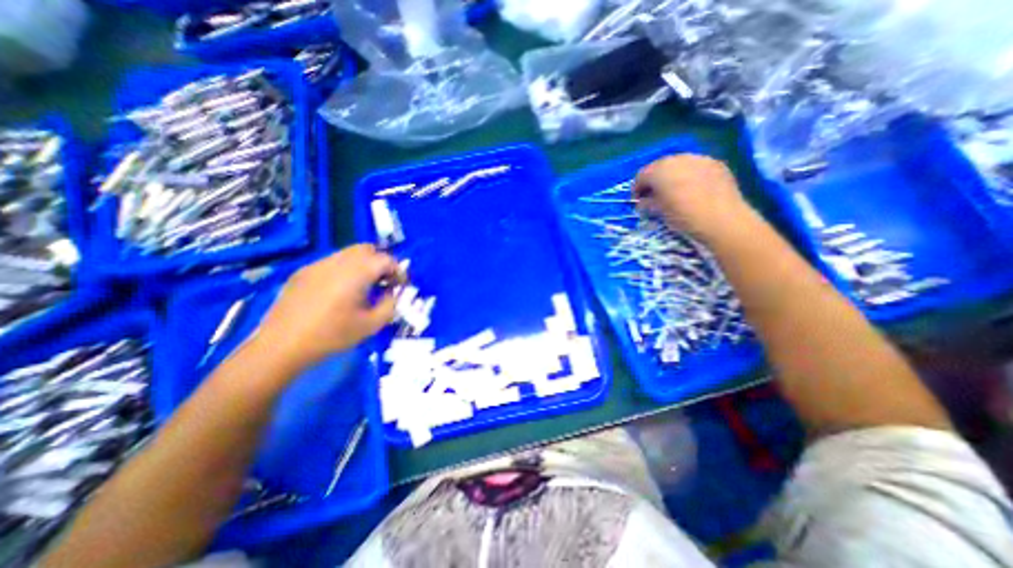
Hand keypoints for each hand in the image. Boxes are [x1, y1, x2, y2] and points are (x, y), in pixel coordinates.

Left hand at [253, 243, 398, 372]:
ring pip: (349, 253)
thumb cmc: (332, 335)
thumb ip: (390, 304)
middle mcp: (337, 262)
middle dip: (381, 262)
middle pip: (367, 249)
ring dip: (363, 265)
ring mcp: (317, 265)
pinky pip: (332, 262)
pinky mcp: (303, 272)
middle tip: (384, 282)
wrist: (282, 346)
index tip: (400, 285)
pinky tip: (339, 291)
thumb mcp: (372, 324)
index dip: (398, 270)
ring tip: (363, 287)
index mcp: (356, 273)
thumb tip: (393, 292)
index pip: (385, 259)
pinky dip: (345, 270)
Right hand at [632, 152, 750, 240]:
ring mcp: (698, 158)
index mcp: (659, 171)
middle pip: (659, 166)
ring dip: (672, 176)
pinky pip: (695, 166)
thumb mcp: (659, 212)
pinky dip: (689, 175)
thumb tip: (643, 202)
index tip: (638, 201)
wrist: (722, 219)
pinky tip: (692, 189)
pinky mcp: (715, 163)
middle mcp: (677, 159)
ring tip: (674, 191)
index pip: (641, 175)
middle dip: (654, 180)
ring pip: (678, 164)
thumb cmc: (683, 217)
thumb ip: (647, 203)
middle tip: (654, 196)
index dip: (637, 189)